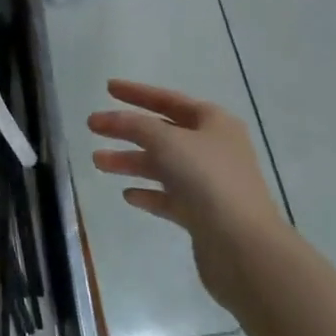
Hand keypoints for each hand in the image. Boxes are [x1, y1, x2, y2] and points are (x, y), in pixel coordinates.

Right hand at [89, 80, 289, 314]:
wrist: (243, 247)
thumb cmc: (207, 179)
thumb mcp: (166, 141)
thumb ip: (134, 125)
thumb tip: (110, 118)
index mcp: (214, 123)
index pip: (169, 99)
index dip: (137, 93)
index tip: (107, 88)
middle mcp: (214, 149)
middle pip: (162, 133)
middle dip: (126, 130)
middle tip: (92, 127)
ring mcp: (210, 184)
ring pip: (162, 166)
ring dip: (130, 161)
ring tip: (97, 162)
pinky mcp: (204, 216)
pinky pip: (169, 198)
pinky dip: (149, 193)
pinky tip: (128, 195)